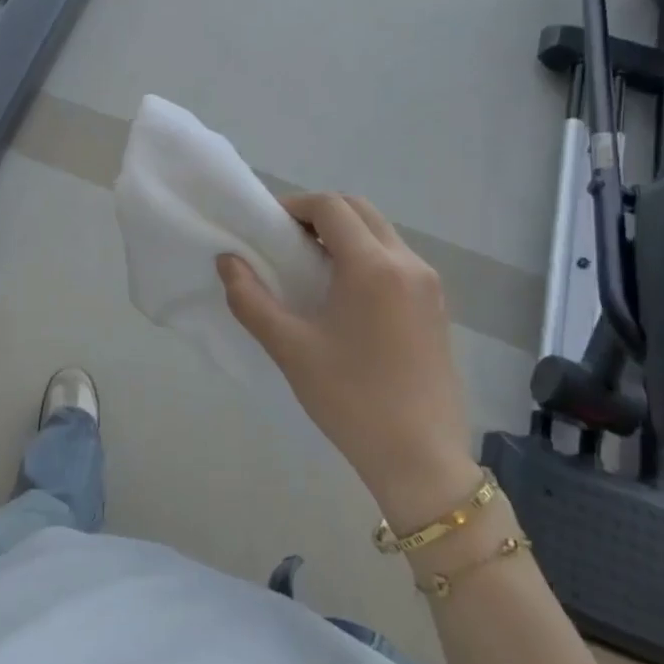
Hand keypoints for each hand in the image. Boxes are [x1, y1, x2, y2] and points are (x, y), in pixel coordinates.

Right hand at [218, 193, 477, 525]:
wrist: (420, 458)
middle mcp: (408, 263)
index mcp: (373, 266)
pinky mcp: (437, 307)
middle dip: (320, 214)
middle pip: (361, 210)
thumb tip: (227, 261)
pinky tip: (344, 295)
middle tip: (286, 241)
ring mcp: (429, 285)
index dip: (294, 206)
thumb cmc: (350, 399)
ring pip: (382, 233)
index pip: (331, 206)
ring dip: (345, 235)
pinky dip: (367, 256)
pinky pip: (398, 260)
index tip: (267, 228)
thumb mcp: (290, 348)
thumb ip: (251, 299)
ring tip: (310, 268)